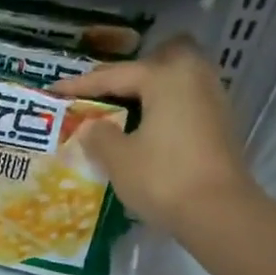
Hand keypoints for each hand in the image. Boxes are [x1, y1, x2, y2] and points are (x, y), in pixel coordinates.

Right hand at [51, 39, 260, 242]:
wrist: (219, 213)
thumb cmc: (163, 178)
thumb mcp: (118, 159)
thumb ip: (98, 135)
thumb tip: (91, 126)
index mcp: (165, 77)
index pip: (114, 75)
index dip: (80, 85)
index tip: (54, 90)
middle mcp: (194, 77)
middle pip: (156, 62)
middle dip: (128, 73)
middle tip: (103, 93)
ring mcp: (213, 99)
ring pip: (175, 80)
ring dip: (148, 91)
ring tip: (123, 112)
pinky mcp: (220, 124)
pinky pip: (185, 102)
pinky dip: (164, 108)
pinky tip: (148, 129)